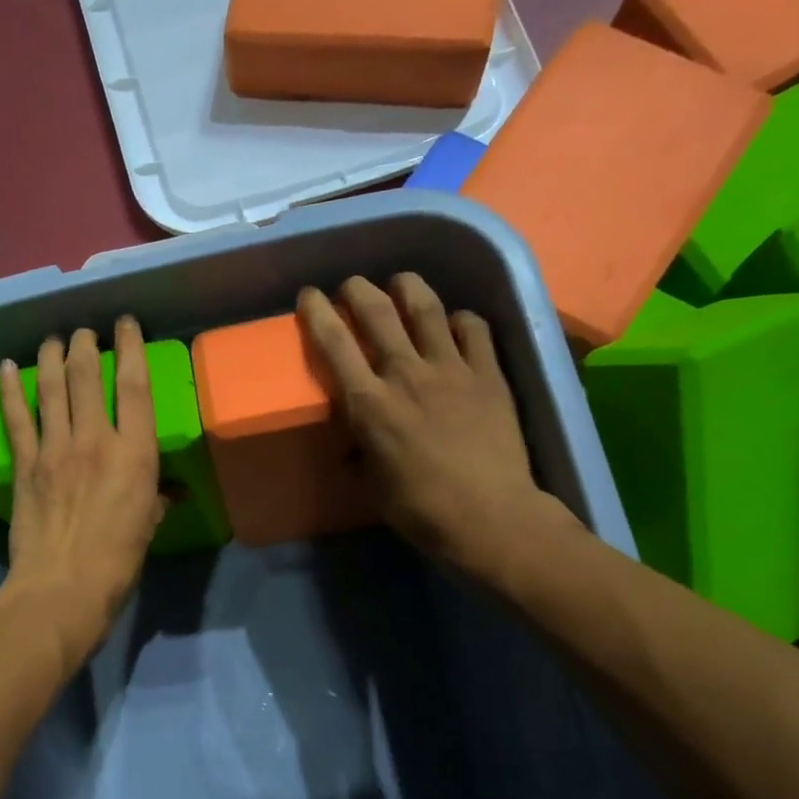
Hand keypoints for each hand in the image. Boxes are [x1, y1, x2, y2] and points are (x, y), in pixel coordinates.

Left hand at [0, 317, 167, 668]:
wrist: (64, 588)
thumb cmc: (118, 562)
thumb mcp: (149, 527)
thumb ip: (156, 500)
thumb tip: (168, 492)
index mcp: (135, 454)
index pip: (135, 386)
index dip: (131, 348)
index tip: (125, 324)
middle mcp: (95, 439)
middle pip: (87, 376)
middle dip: (86, 346)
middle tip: (85, 333)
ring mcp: (55, 449)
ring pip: (50, 388)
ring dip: (51, 357)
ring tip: (53, 340)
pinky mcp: (25, 464)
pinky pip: (16, 418)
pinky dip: (9, 390)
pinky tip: (5, 368)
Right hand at [297, 274, 570, 574]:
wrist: (488, 516)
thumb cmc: (420, 509)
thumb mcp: (373, 485)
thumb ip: (359, 455)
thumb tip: (353, 448)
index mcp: (370, 404)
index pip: (335, 344)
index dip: (317, 313)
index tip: (309, 296)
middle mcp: (406, 374)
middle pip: (377, 312)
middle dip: (358, 290)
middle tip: (351, 286)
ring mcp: (452, 368)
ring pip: (426, 308)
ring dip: (408, 287)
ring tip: (401, 282)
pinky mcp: (489, 373)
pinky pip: (473, 328)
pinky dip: (459, 319)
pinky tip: (455, 324)